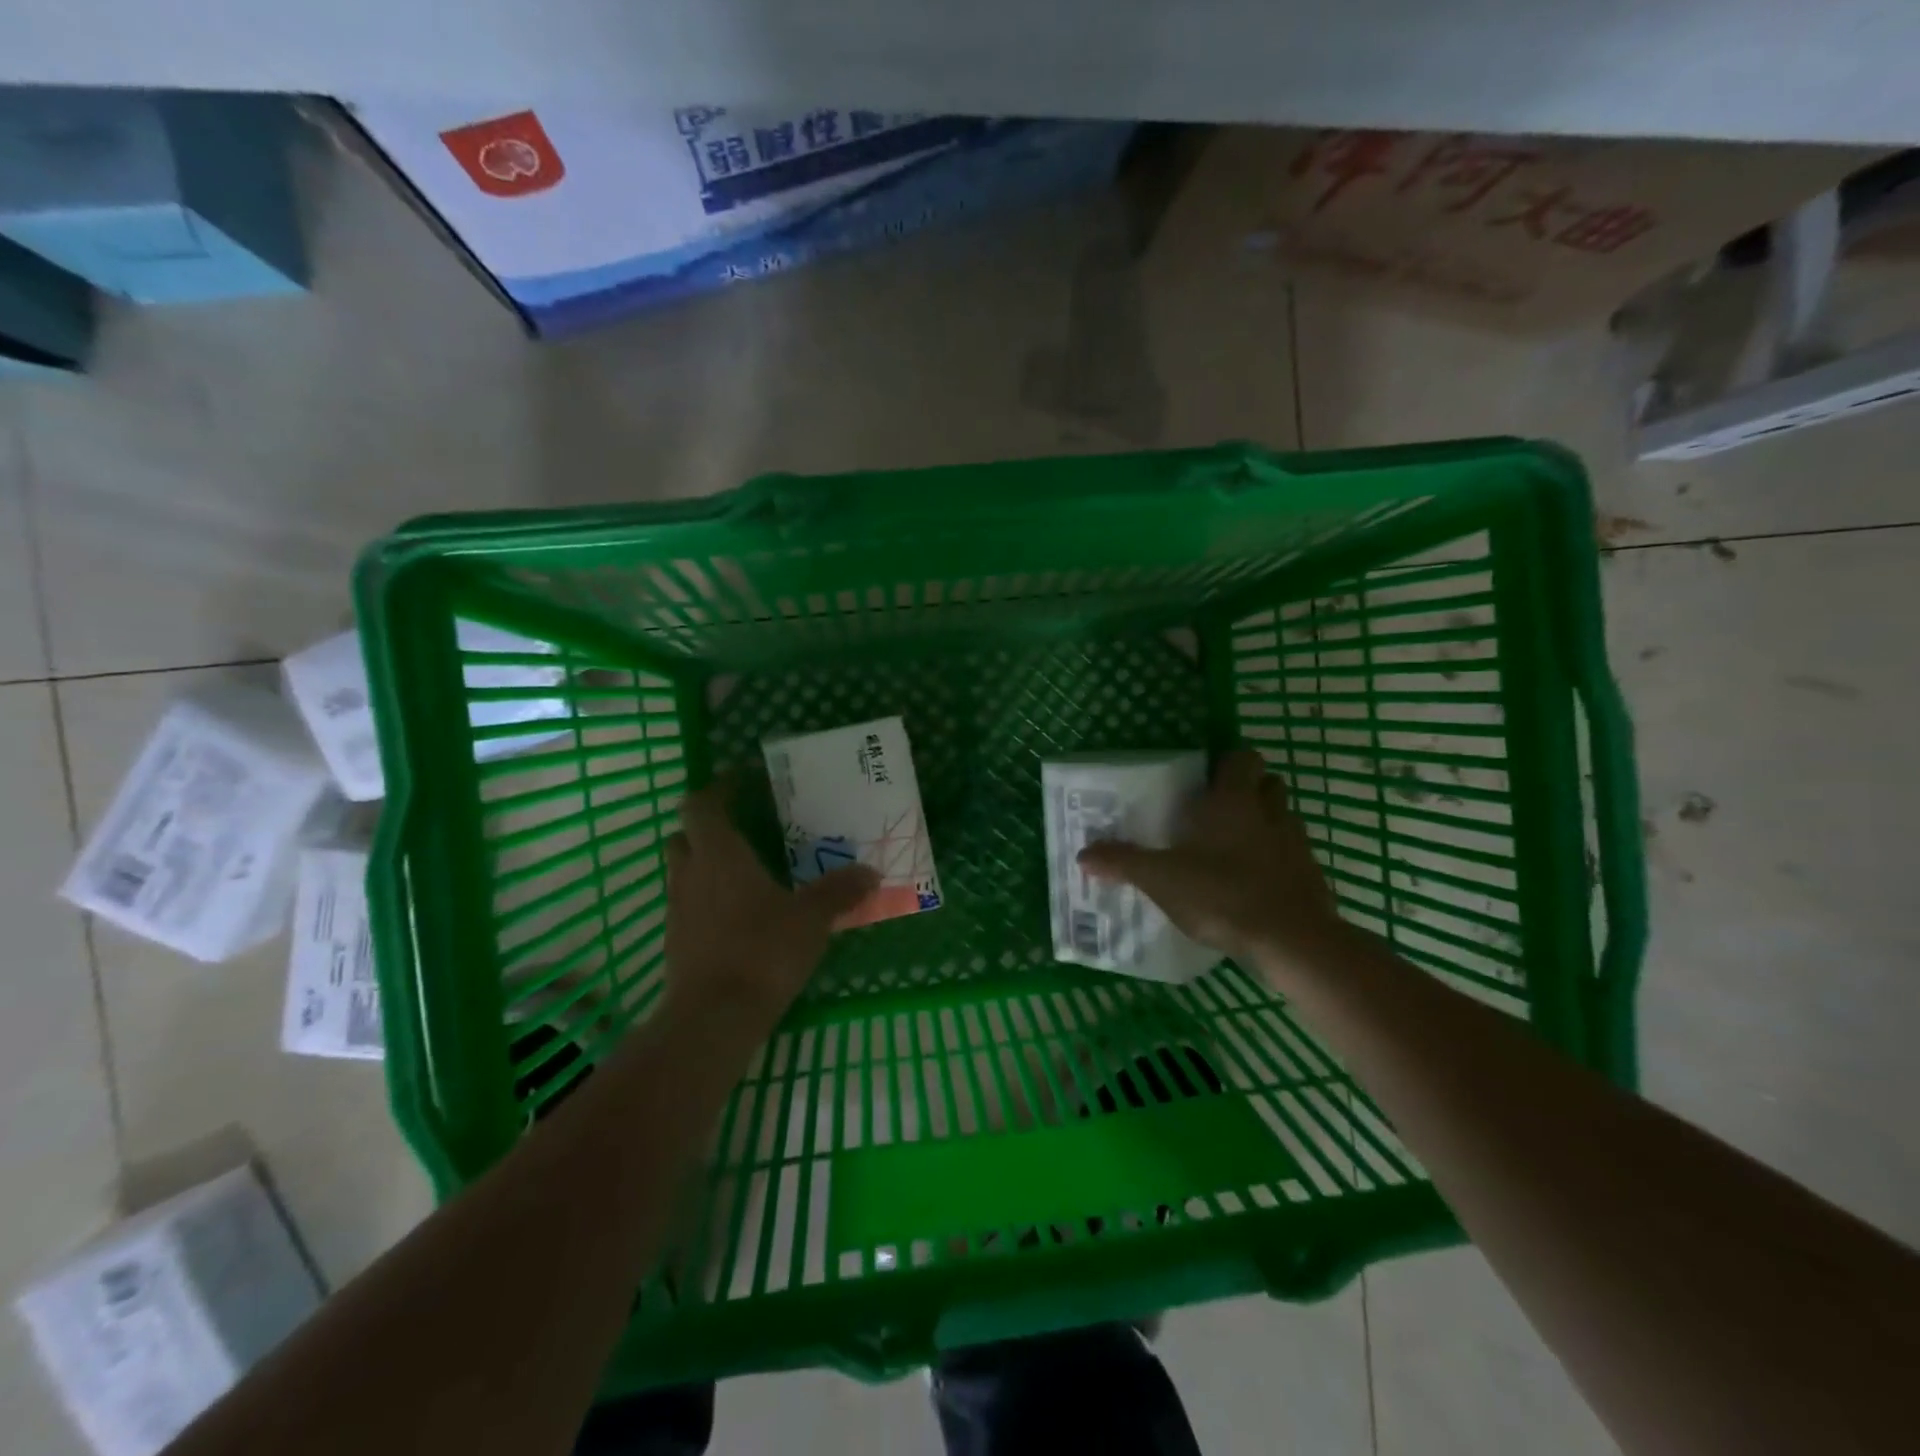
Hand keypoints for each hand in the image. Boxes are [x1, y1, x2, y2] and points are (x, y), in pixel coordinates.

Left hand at [662, 778, 878, 1039]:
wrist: (713, 1017)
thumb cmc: (762, 950)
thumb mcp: (811, 919)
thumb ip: (839, 892)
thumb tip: (870, 872)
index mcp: (720, 855)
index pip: (701, 806)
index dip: (716, 790)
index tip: (739, 783)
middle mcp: (691, 874)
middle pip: (685, 836)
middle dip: (708, 829)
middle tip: (743, 831)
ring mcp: (678, 910)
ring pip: (684, 872)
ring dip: (706, 865)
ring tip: (746, 875)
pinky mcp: (676, 942)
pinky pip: (688, 906)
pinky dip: (707, 901)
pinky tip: (738, 918)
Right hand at [1078, 748, 1346, 980]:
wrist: (1292, 941)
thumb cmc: (1223, 894)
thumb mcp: (1161, 879)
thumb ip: (1123, 863)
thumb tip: (1083, 854)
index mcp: (1234, 800)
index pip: (1242, 757)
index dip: (1227, 761)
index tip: (1205, 777)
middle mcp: (1269, 812)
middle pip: (1268, 783)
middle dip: (1247, 790)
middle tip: (1215, 810)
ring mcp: (1296, 844)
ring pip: (1282, 818)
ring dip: (1263, 825)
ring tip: (1232, 848)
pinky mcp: (1311, 876)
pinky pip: (1292, 856)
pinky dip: (1275, 861)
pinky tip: (1252, 884)